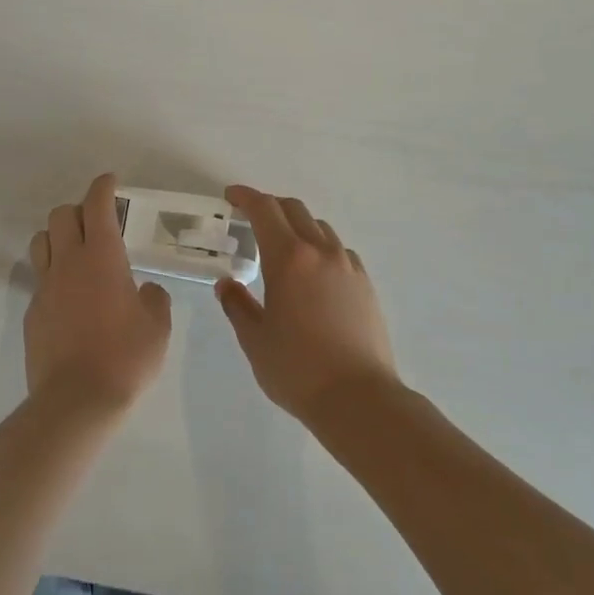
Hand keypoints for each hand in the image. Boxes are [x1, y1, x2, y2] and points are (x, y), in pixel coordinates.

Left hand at [25, 174, 172, 414]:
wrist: (77, 399)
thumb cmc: (125, 357)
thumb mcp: (157, 327)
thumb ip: (153, 299)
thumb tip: (144, 291)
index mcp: (102, 258)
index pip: (97, 206)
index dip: (103, 187)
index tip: (109, 181)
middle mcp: (68, 263)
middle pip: (61, 215)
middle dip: (79, 209)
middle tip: (98, 222)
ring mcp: (45, 287)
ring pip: (41, 241)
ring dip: (58, 236)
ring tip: (76, 252)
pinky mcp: (32, 312)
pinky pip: (39, 279)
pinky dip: (53, 274)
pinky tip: (70, 296)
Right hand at [216, 185, 402, 422]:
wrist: (359, 398)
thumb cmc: (297, 368)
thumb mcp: (254, 339)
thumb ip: (237, 305)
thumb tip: (227, 284)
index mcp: (289, 259)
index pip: (265, 210)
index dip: (245, 197)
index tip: (230, 196)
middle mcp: (321, 252)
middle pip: (295, 210)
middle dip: (270, 207)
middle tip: (250, 219)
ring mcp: (349, 267)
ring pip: (320, 228)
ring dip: (297, 227)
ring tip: (281, 248)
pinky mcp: (366, 285)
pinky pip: (339, 251)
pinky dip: (320, 249)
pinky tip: (313, 274)